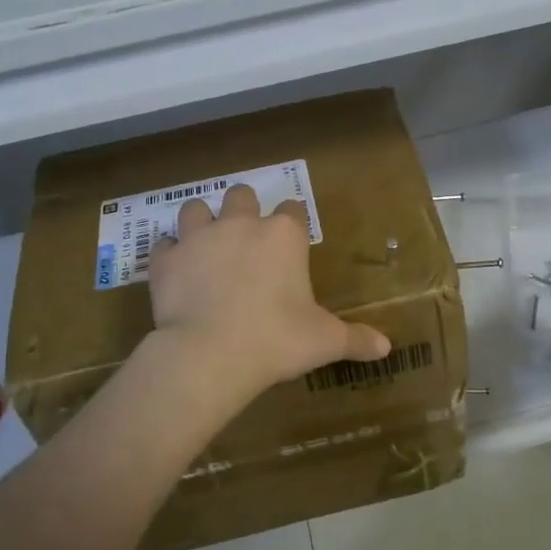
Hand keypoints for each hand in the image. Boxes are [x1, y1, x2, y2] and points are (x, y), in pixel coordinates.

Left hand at [148, 183, 389, 400]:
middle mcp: (240, 224)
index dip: (293, 224)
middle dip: (244, 210)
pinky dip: (170, 255)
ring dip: (202, 222)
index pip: (293, 210)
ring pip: (196, 208)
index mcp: (283, 235)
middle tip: (246, 240)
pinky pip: (164, 245)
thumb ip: (356, 339)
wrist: (210, 355)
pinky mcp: (165, 259)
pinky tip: (175, 272)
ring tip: (206, 246)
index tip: (292, 243)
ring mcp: (198, 237)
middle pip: (242, 195)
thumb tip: (386, 347)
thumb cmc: (276, 340)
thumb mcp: (324, 341)